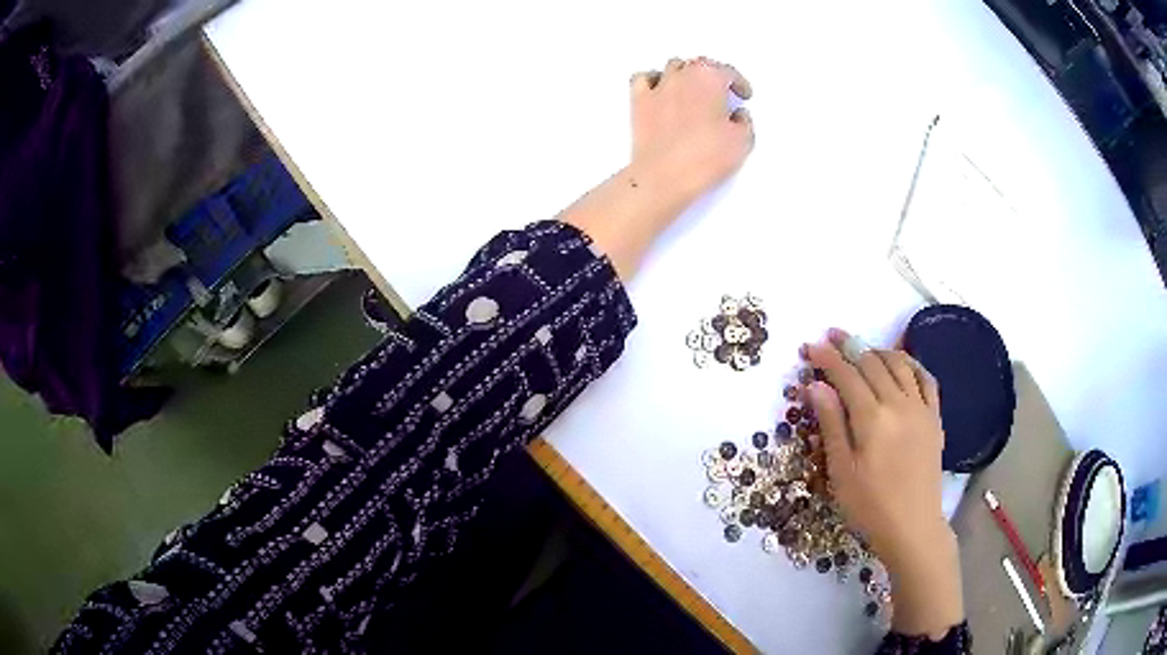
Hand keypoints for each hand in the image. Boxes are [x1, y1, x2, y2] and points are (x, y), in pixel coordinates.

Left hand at [562, 57, 753, 278]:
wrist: (665, 175)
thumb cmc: (706, 156)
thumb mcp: (743, 141)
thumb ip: (744, 122)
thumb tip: (738, 116)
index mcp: (710, 78)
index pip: (728, 71)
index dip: (738, 83)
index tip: (743, 94)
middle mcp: (682, 75)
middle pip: (700, 65)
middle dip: (713, 76)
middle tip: (721, 94)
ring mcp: (658, 86)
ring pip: (673, 67)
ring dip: (685, 76)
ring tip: (693, 92)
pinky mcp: (638, 101)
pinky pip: (643, 78)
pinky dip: (653, 80)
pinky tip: (660, 91)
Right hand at [803, 328, 963, 638]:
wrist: (913, 526)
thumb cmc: (870, 506)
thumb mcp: (841, 471)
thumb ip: (831, 424)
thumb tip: (815, 386)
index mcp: (872, 418)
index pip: (846, 376)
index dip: (827, 358)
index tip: (811, 345)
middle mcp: (899, 404)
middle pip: (872, 364)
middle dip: (850, 346)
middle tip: (832, 337)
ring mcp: (921, 408)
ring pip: (900, 364)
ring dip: (879, 350)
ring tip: (863, 348)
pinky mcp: (934, 418)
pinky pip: (926, 379)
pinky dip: (911, 363)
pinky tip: (902, 363)